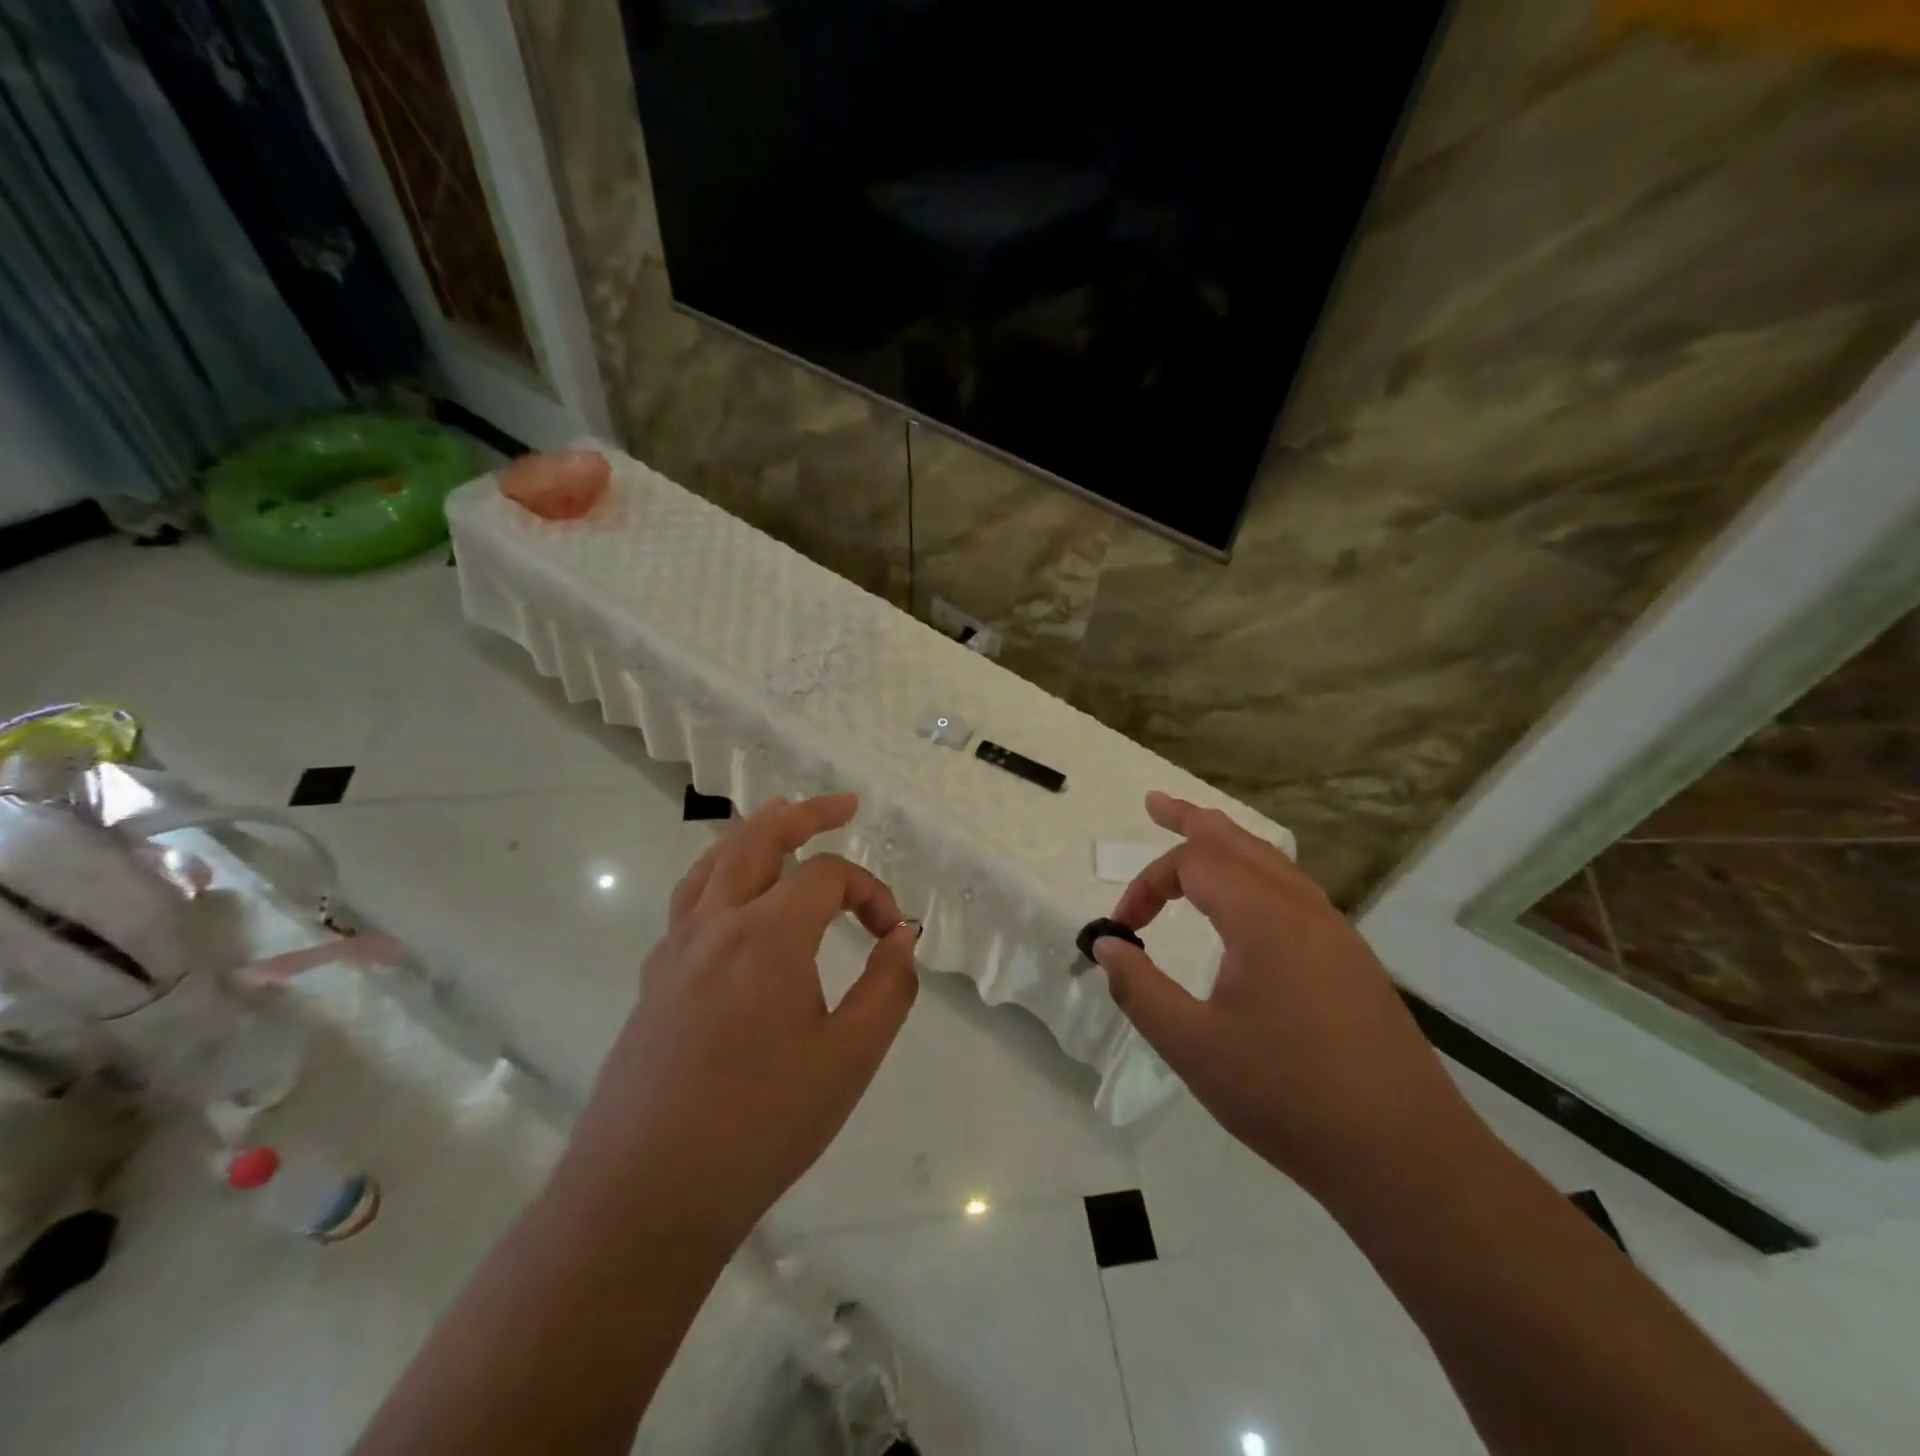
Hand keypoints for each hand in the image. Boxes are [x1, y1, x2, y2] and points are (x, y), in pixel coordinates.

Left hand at [563, 793, 918, 1250]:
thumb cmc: (759, 1126)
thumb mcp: (849, 1060)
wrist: (644, 1196)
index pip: (828, 877)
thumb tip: (901, 938)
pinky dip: (721, 875)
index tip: (893, 936)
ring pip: (714, 862)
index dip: (871, 893)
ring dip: (755, 834)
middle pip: (758, 838)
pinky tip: (736, 901)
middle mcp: (716, 924)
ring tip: (783, 820)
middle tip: (842, 806)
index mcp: (767, 935)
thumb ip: (888, 988)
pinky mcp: (655, 979)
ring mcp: (676, 949)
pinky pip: (691, 900)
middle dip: (805, 814)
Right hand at [1093, 792, 1477, 1199]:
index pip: (1192, 864)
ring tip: (1197, 835)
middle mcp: (1303, 908)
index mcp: (1263, 917)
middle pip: (1238, 840)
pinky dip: (1256, 875)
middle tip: (1154, 803)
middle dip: (1191, 819)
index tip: (1124, 928)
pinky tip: (1248, 904)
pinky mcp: (1351, 960)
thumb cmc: (1288, 1096)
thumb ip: (1139, 989)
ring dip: (1227, 845)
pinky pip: (1293, 892)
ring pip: (1272, 863)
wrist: (1405, 1156)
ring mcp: (1335, 932)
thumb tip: (1107, 946)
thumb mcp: (1192, 1046)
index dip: (1147, 884)